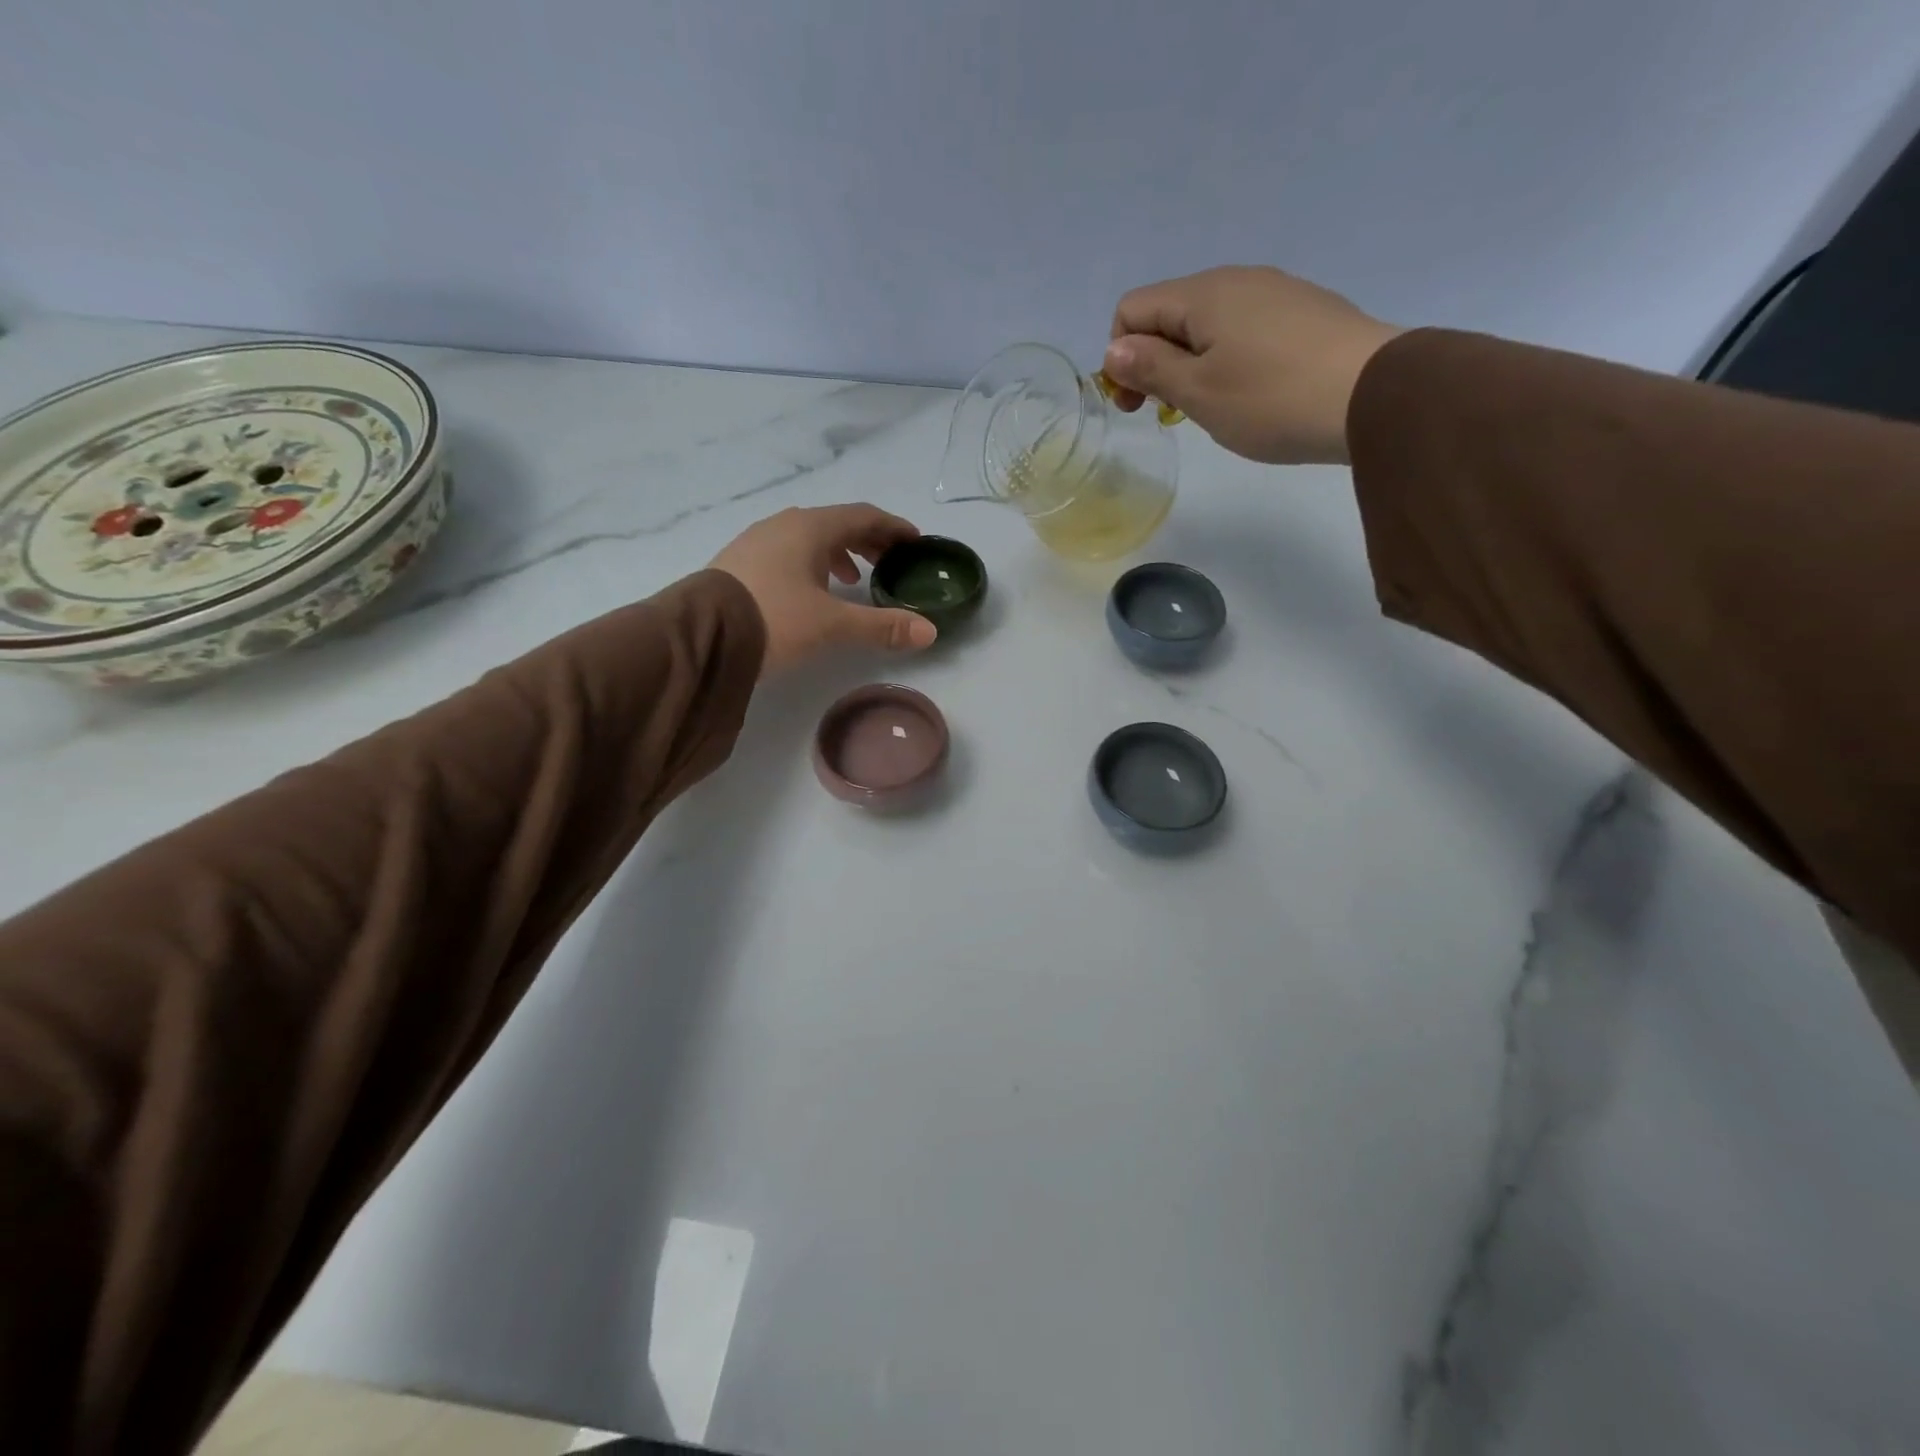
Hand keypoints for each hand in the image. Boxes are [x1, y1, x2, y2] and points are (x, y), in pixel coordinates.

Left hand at [711, 504, 937, 675]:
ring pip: (809, 538)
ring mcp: (757, 541)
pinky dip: (810, 564)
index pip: (863, 516)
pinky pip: (787, 553)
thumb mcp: (833, 625)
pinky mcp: (740, 563)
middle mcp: (783, 525)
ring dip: (837, 553)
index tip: (915, 542)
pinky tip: (810, 590)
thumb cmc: (775, 619)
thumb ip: (881, 626)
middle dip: (867, 541)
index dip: (893, 527)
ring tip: (851, 578)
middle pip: (836, 524)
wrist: (702, 635)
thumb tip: (929, 631)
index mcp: (810, 528)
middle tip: (890, 561)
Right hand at [1100, 266, 1402, 464]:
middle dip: (1155, 362)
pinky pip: (1245, 330)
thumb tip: (1114, 349)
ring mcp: (1276, 293)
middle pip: (1170, 314)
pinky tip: (1252, 394)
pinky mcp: (1304, 313)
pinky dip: (1229, 360)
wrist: (1375, 396)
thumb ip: (1150, 368)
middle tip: (1171, 412)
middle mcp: (1237, 280)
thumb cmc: (1271, 399)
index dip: (1121, 357)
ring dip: (1192, 364)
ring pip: (1208, 324)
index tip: (1137, 405)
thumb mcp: (1198, 392)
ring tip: (1213, 407)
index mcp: (1203, 294)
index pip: (1132, 310)